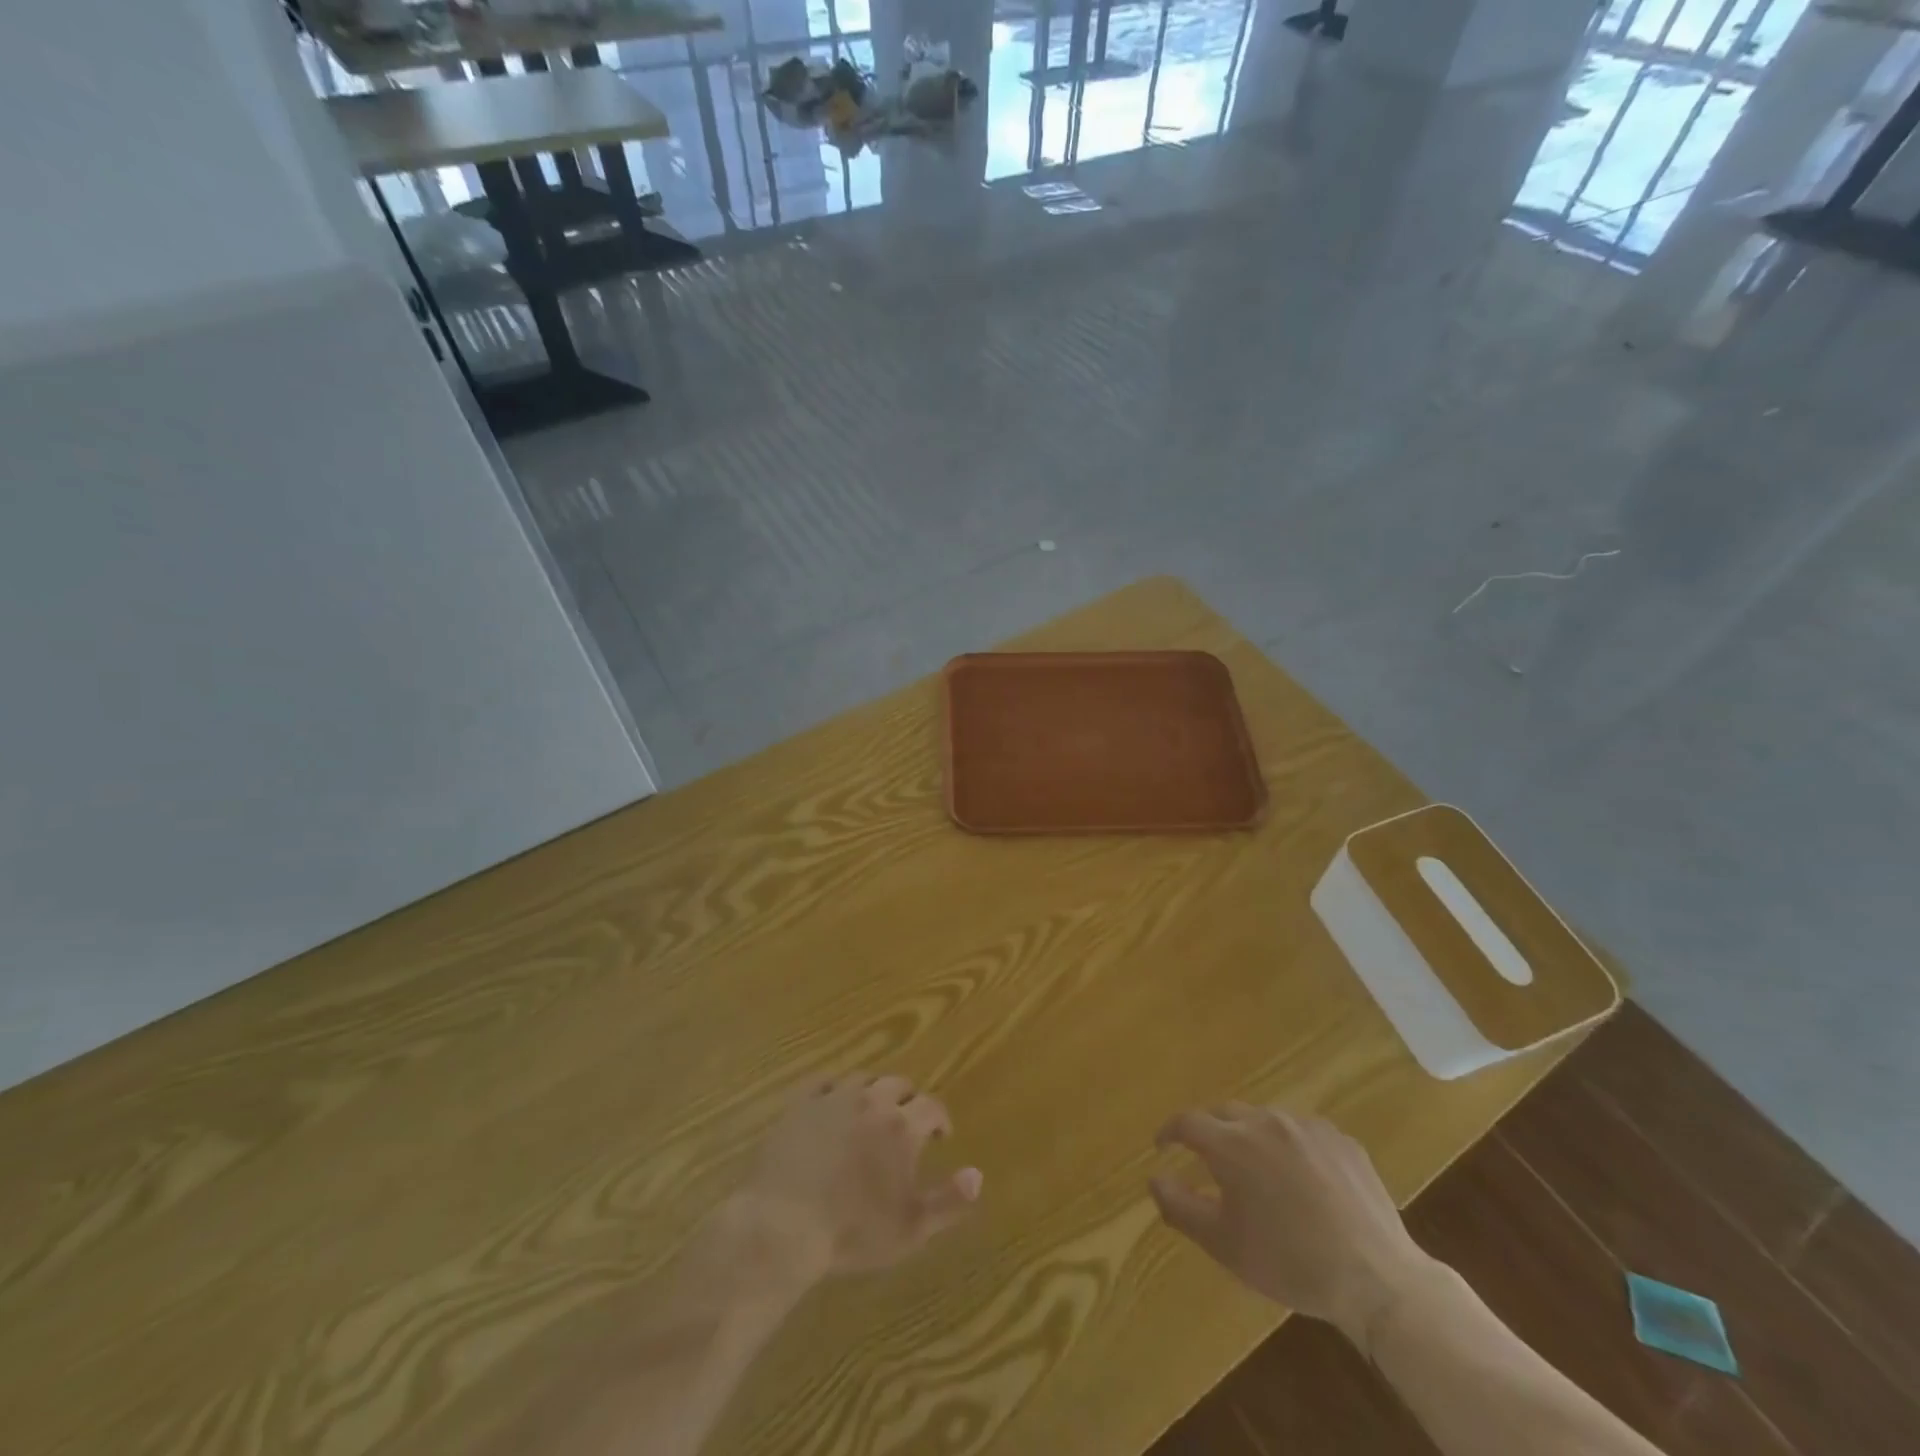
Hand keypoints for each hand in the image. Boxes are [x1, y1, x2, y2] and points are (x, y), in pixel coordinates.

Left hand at [734, 1074, 983, 1280]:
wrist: (785, 1225)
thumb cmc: (853, 1232)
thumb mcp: (911, 1228)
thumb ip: (949, 1201)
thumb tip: (978, 1175)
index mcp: (902, 1126)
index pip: (932, 1106)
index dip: (941, 1118)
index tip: (942, 1135)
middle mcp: (872, 1101)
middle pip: (898, 1084)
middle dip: (908, 1100)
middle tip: (907, 1123)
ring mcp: (834, 1098)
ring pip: (863, 1080)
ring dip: (874, 1093)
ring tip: (872, 1114)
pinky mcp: (801, 1103)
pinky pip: (824, 1082)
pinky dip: (835, 1089)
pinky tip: (834, 1105)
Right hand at [1149, 1103, 1436, 1341]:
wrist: (1376, 1279)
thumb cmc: (1289, 1262)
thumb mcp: (1223, 1244)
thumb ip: (1179, 1206)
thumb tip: (1154, 1178)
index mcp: (1231, 1143)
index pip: (1187, 1122)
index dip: (1169, 1132)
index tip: (1163, 1147)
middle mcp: (1265, 1121)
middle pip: (1224, 1113)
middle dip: (1209, 1131)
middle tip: (1208, 1160)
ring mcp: (1307, 1126)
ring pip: (1264, 1119)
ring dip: (1250, 1136)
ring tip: (1256, 1170)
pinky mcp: (1341, 1140)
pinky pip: (1302, 1132)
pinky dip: (1290, 1146)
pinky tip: (1301, 1178)